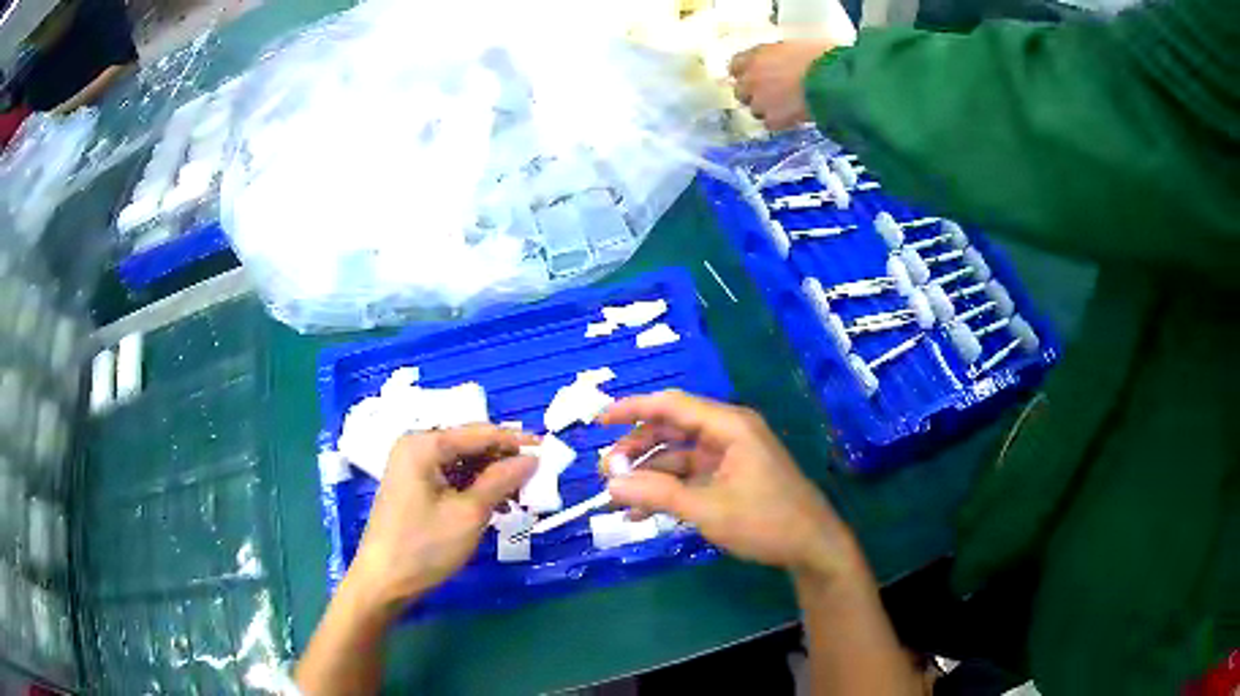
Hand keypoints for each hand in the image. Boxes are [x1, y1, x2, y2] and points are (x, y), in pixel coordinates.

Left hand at [347, 425, 537, 610]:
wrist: (383, 581)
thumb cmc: (425, 546)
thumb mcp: (470, 513)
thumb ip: (502, 480)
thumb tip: (532, 458)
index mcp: (424, 444)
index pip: (480, 433)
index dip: (516, 441)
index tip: (549, 451)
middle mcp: (416, 447)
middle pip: (470, 445)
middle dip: (503, 462)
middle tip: (535, 480)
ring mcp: (412, 467)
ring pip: (463, 463)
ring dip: (491, 478)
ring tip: (519, 500)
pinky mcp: (413, 487)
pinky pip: (451, 478)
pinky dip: (474, 489)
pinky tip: (495, 507)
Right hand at [600, 391, 861, 582]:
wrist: (811, 546)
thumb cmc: (766, 521)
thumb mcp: (709, 509)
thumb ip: (659, 494)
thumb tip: (610, 484)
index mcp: (729, 427)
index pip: (672, 405)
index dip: (633, 409)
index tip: (599, 420)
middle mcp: (728, 434)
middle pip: (672, 430)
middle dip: (637, 448)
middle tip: (605, 471)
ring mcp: (730, 457)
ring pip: (677, 456)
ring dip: (648, 474)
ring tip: (617, 497)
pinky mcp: (731, 478)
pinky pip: (690, 476)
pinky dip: (666, 490)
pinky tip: (640, 513)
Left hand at [729, 40, 836, 130]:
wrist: (833, 80)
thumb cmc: (820, 56)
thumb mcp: (793, 45)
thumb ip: (777, 55)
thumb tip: (778, 61)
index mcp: (755, 56)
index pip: (735, 66)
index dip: (746, 71)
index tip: (756, 74)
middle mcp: (751, 78)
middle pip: (741, 91)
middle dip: (753, 92)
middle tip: (771, 93)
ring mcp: (760, 101)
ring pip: (755, 109)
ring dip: (766, 108)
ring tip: (785, 106)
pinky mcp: (774, 119)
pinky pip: (770, 123)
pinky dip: (779, 121)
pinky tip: (792, 117)